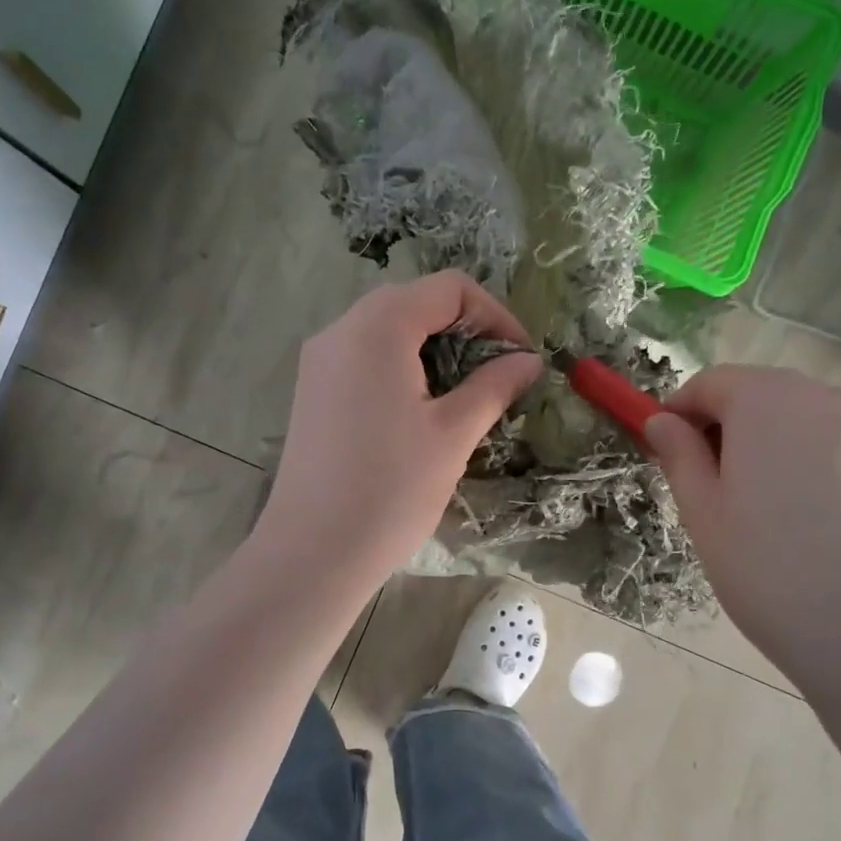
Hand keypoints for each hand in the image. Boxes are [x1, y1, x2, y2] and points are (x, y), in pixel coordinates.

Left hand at [257, 271, 541, 588]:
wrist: (313, 552)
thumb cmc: (391, 489)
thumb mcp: (454, 433)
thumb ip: (494, 386)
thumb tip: (528, 360)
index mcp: (378, 326)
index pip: (449, 288)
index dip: (495, 315)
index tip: (521, 358)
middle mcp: (341, 329)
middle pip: (415, 302)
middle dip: (465, 331)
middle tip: (497, 377)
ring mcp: (319, 361)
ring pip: (388, 331)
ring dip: (435, 351)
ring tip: (464, 397)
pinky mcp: (312, 391)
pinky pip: (365, 358)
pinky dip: (402, 368)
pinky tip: (420, 412)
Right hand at [643, 366, 840, 680]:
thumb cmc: (772, 570)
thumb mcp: (704, 514)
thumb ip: (679, 456)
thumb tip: (662, 421)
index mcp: (767, 401)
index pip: (710, 382)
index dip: (679, 411)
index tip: (665, 452)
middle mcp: (823, 397)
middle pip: (757, 393)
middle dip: (723, 426)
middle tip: (708, 486)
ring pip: (797, 418)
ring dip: (765, 444)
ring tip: (757, 508)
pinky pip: (833, 443)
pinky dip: (805, 461)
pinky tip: (804, 519)